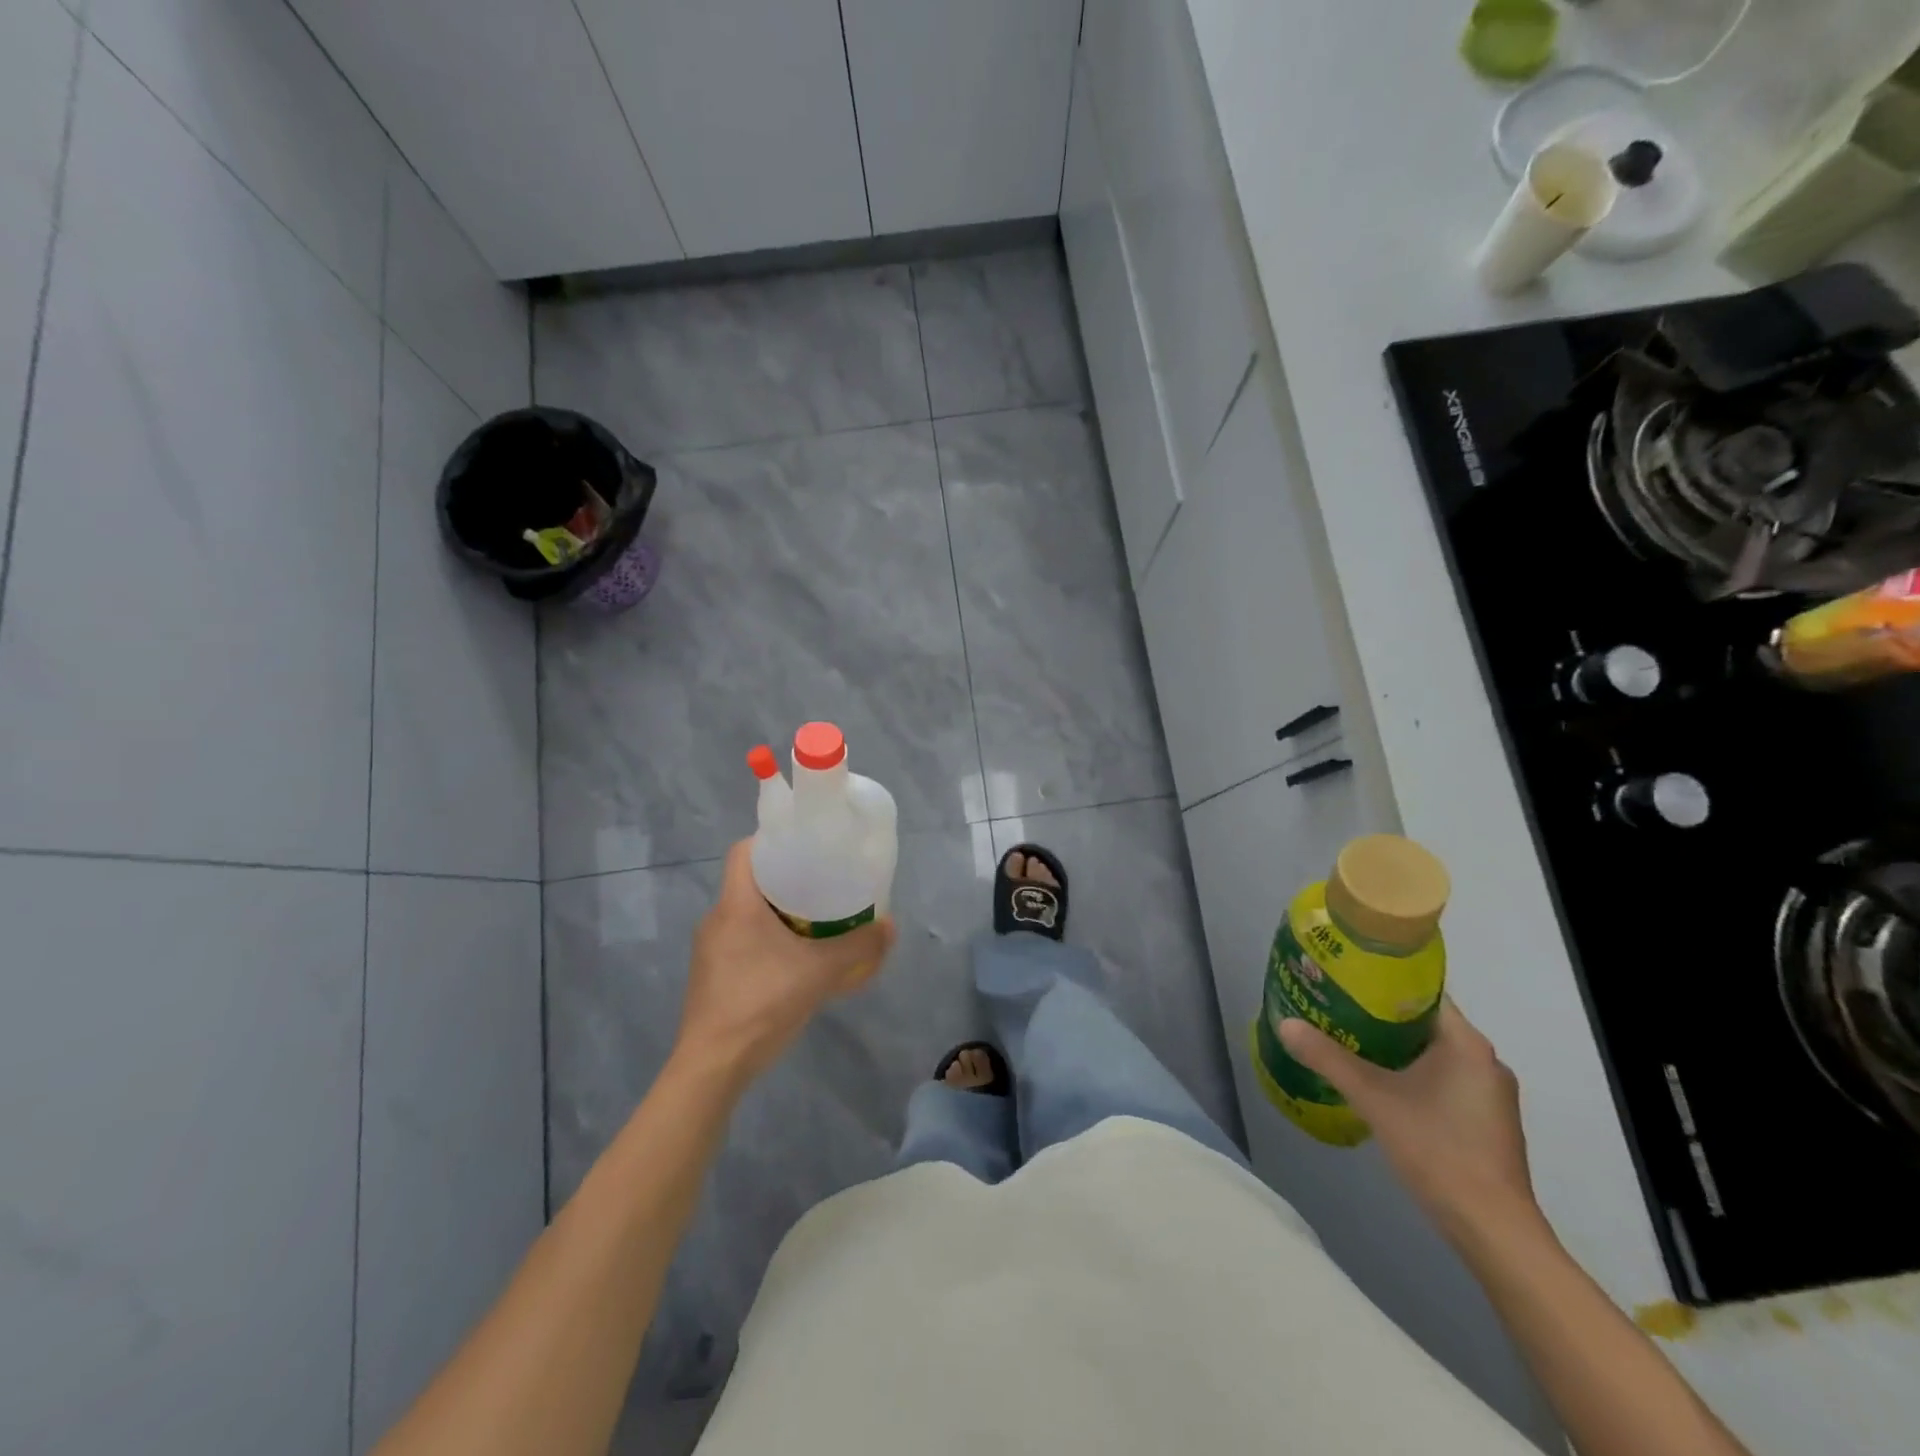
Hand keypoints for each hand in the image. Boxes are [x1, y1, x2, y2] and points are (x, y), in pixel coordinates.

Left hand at [674, 840, 896, 1088]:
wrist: (713, 1067)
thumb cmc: (761, 1004)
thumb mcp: (820, 973)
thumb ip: (858, 947)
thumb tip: (891, 926)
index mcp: (736, 905)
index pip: (744, 851)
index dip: (772, 840)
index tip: (805, 845)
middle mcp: (717, 920)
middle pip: (750, 882)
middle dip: (786, 878)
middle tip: (823, 882)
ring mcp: (710, 951)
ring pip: (747, 914)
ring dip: (779, 912)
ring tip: (816, 920)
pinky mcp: (713, 977)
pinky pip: (743, 942)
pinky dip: (769, 941)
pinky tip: (796, 961)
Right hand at [1279, 999, 1538, 1248]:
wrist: (1494, 1231)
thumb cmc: (1438, 1150)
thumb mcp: (1374, 1099)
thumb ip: (1328, 1058)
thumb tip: (1285, 1024)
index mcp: (1467, 1044)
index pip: (1422, 993)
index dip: (1382, 983)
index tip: (1345, 980)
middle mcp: (1485, 1061)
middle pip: (1425, 1023)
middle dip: (1380, 1016)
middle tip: (1336, 1008)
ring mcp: (1489, 1094)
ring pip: (1433, 1054)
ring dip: (1394, 1048)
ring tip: (1348, 1041)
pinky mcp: (1486, 1121)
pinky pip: (1442, 1079)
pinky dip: (1411, 1074)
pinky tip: (1380, 1085)